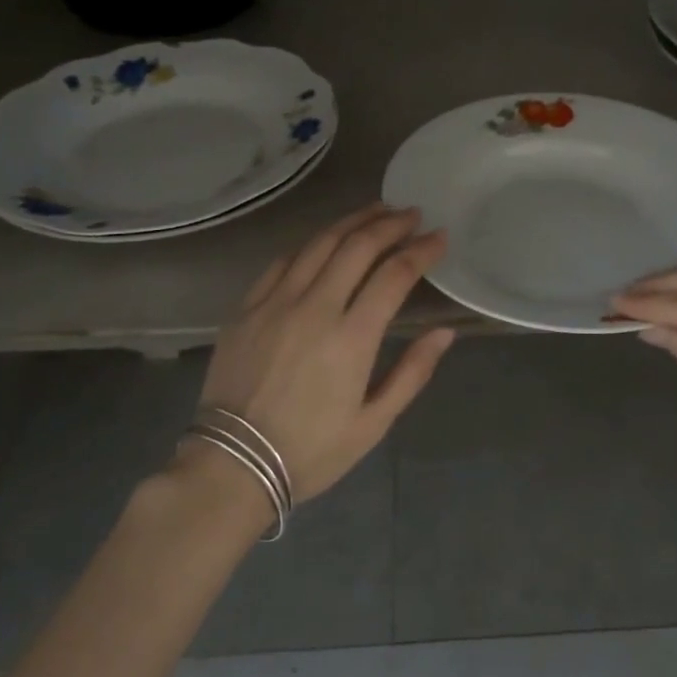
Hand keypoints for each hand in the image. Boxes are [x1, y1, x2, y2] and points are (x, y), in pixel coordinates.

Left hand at [193, 204, 455, 503]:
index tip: (439, 236)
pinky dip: (311, 244)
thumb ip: (412, 373)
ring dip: (352, 221)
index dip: (421, 250)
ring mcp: (276, 302)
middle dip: (390, 224)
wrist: (231, 466)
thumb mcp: (372, 424)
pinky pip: (283, 261)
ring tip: (376, 211)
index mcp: (352, 338)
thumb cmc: (310, 451)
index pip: (395, 275)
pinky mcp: (247, 307)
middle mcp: (315, 307)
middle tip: (411, 214)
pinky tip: (325, 240)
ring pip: (319, 243)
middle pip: (358, 246)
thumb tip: (444, 332)